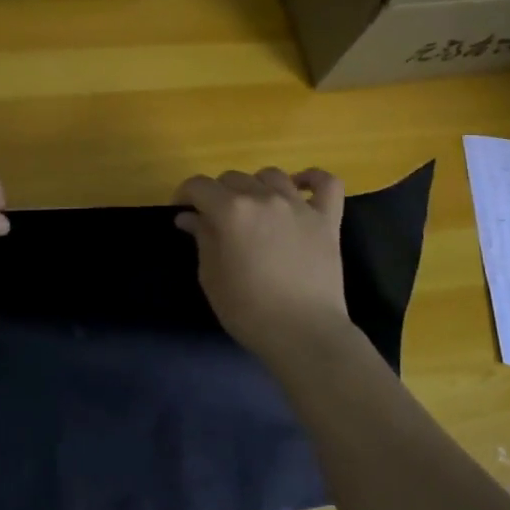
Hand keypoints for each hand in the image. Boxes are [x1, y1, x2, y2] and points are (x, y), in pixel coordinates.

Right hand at [173, 167, 350, 356]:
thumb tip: (190, 216)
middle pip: (233, 177)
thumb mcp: (212, 277)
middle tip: (215, 219)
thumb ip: (202, 239)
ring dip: (255, 186)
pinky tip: (300, 188)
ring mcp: (299, 206)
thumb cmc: (249, 311)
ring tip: (253, 208)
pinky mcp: (327, 219)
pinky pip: (326, 183)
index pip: (199, 185)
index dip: (184, 194)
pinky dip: (312, 179)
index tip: (182, 211)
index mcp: (231, 211)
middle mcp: (264, 198)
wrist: (304, 333)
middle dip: (217, 193)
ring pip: (271, 175)